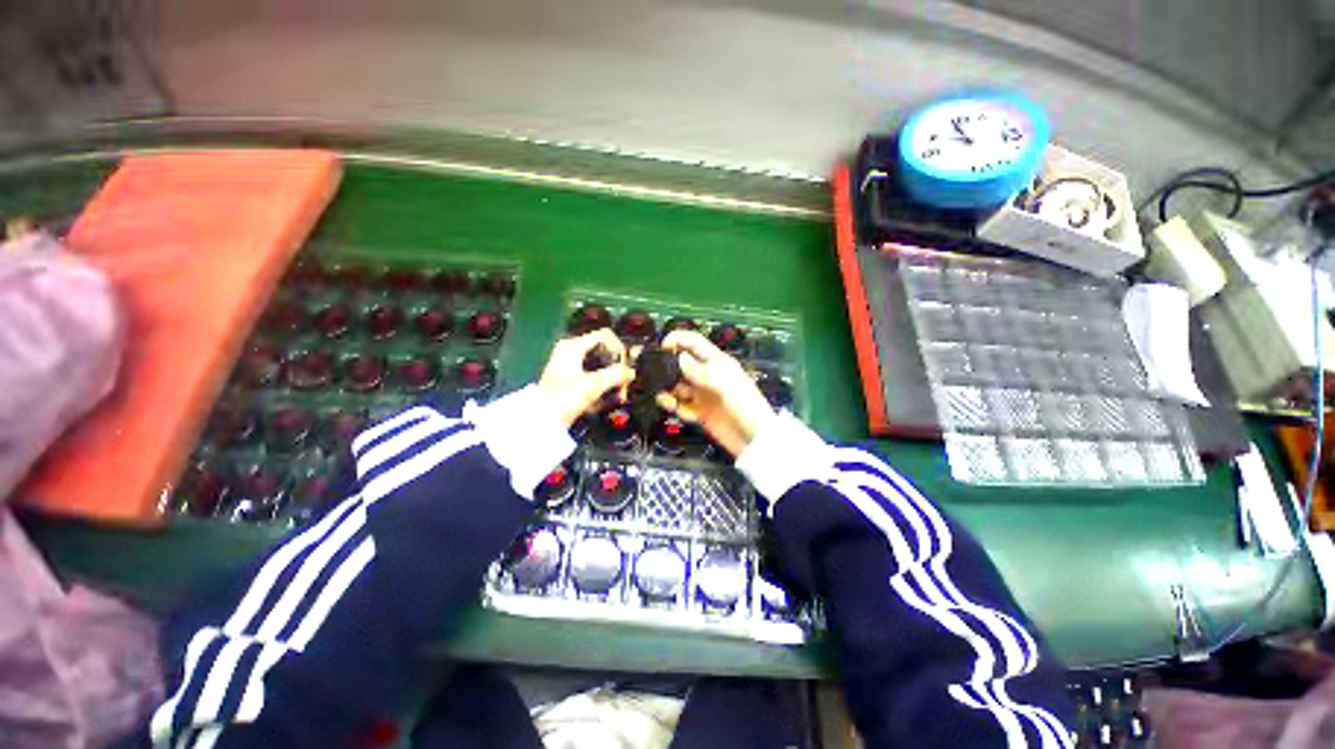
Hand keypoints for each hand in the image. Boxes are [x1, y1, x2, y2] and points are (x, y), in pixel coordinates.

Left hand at [537, 329, 634, 426]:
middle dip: (617, 367)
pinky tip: (605, 397)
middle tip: (624, 382)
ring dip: (611, 377)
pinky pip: (592, 375)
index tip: (625, 367)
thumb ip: (616, 375)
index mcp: (573, 346)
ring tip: (617, 393)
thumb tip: (630, 372)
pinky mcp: (569, 378)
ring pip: (599, 364)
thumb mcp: (593, 385)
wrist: (541, 421)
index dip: (619, 349)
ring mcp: (569, 364)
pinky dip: (601, 384)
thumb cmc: (564, 398)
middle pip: (603, 350)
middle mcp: (570, 350)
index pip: (605, 336)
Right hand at [657, 330, 775, 456]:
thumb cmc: (746, 406)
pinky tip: (676, 409)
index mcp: (717, 362)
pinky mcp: (700, 412)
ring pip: (678, 386)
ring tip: (665, 398)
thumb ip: (700, 370)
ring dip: (669, 390)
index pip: (694, 342)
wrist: (754, 440)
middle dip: (668, 368)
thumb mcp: (723, 384)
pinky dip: (675, 406)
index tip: (662, 347)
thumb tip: (679, 357)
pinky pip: (681, 405)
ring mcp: (703, 394)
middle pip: (682, 364)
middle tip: (656, 376)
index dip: (678, 339)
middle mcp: (708, 376)